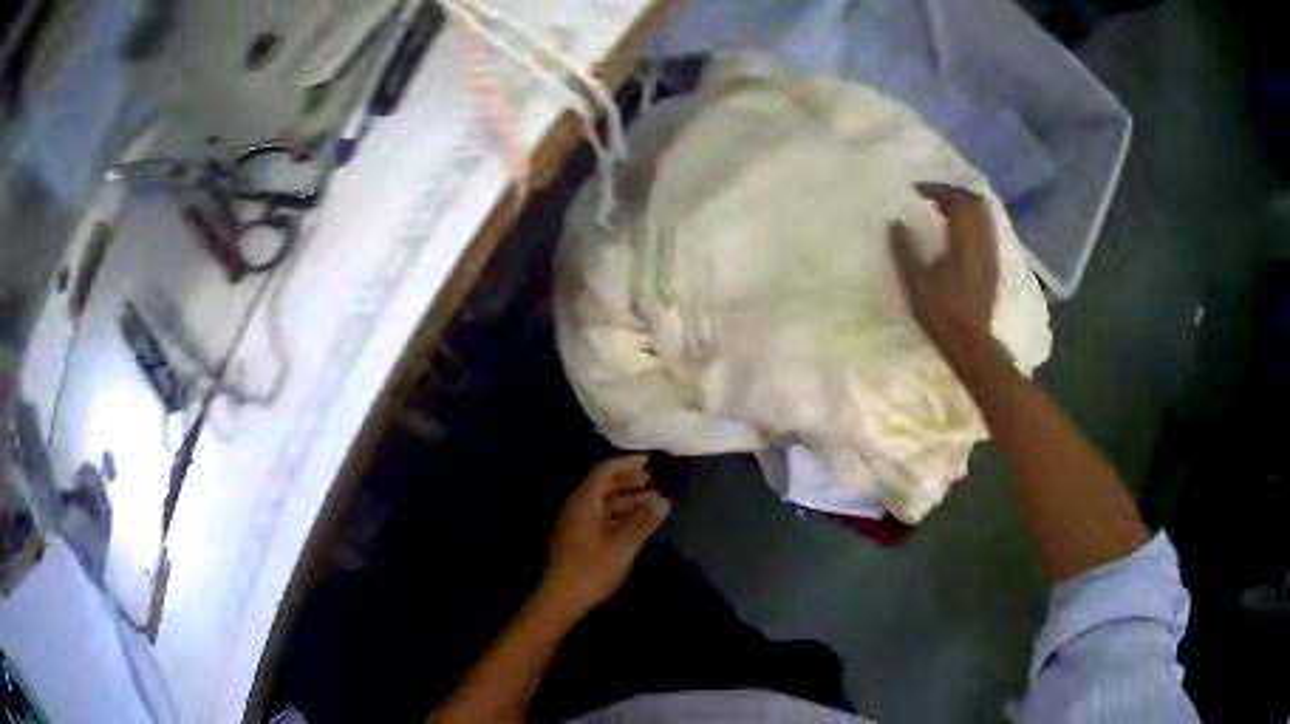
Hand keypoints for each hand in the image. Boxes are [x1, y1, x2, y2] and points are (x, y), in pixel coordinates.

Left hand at [538, 455, 670, 618]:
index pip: (604, 471)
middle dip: (628, 481)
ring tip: (654, 501)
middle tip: (652, 479)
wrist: (561, 600)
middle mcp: (577, 508)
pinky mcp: (579, 541)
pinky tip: (639, 522)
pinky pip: (602, 518)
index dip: (626, 463)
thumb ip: (644, 521)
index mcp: (583, 503)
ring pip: (604, 503)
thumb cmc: (592, 570)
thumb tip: (664, 501)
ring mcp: (577, 525)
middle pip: (603, 485)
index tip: (648, 459)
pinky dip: (621, 515)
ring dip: (628, 500)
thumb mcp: (623, 546)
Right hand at [890, 182, 998, 362]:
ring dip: (965, 208)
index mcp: (964, 242)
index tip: (918, 191)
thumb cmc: (941, 314)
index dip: (938, 188)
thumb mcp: (915, 283)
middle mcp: (983, 243)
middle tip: (933, 197)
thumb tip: (895, 223)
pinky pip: (986, 231)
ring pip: (984, 216)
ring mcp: (991, 254)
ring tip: (944, 212)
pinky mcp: (993, 266)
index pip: (957, 200)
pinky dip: (972, 223)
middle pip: (975, 202)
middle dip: (954, 193)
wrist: (970, 343)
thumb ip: (904, 249)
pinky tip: (957, 235)